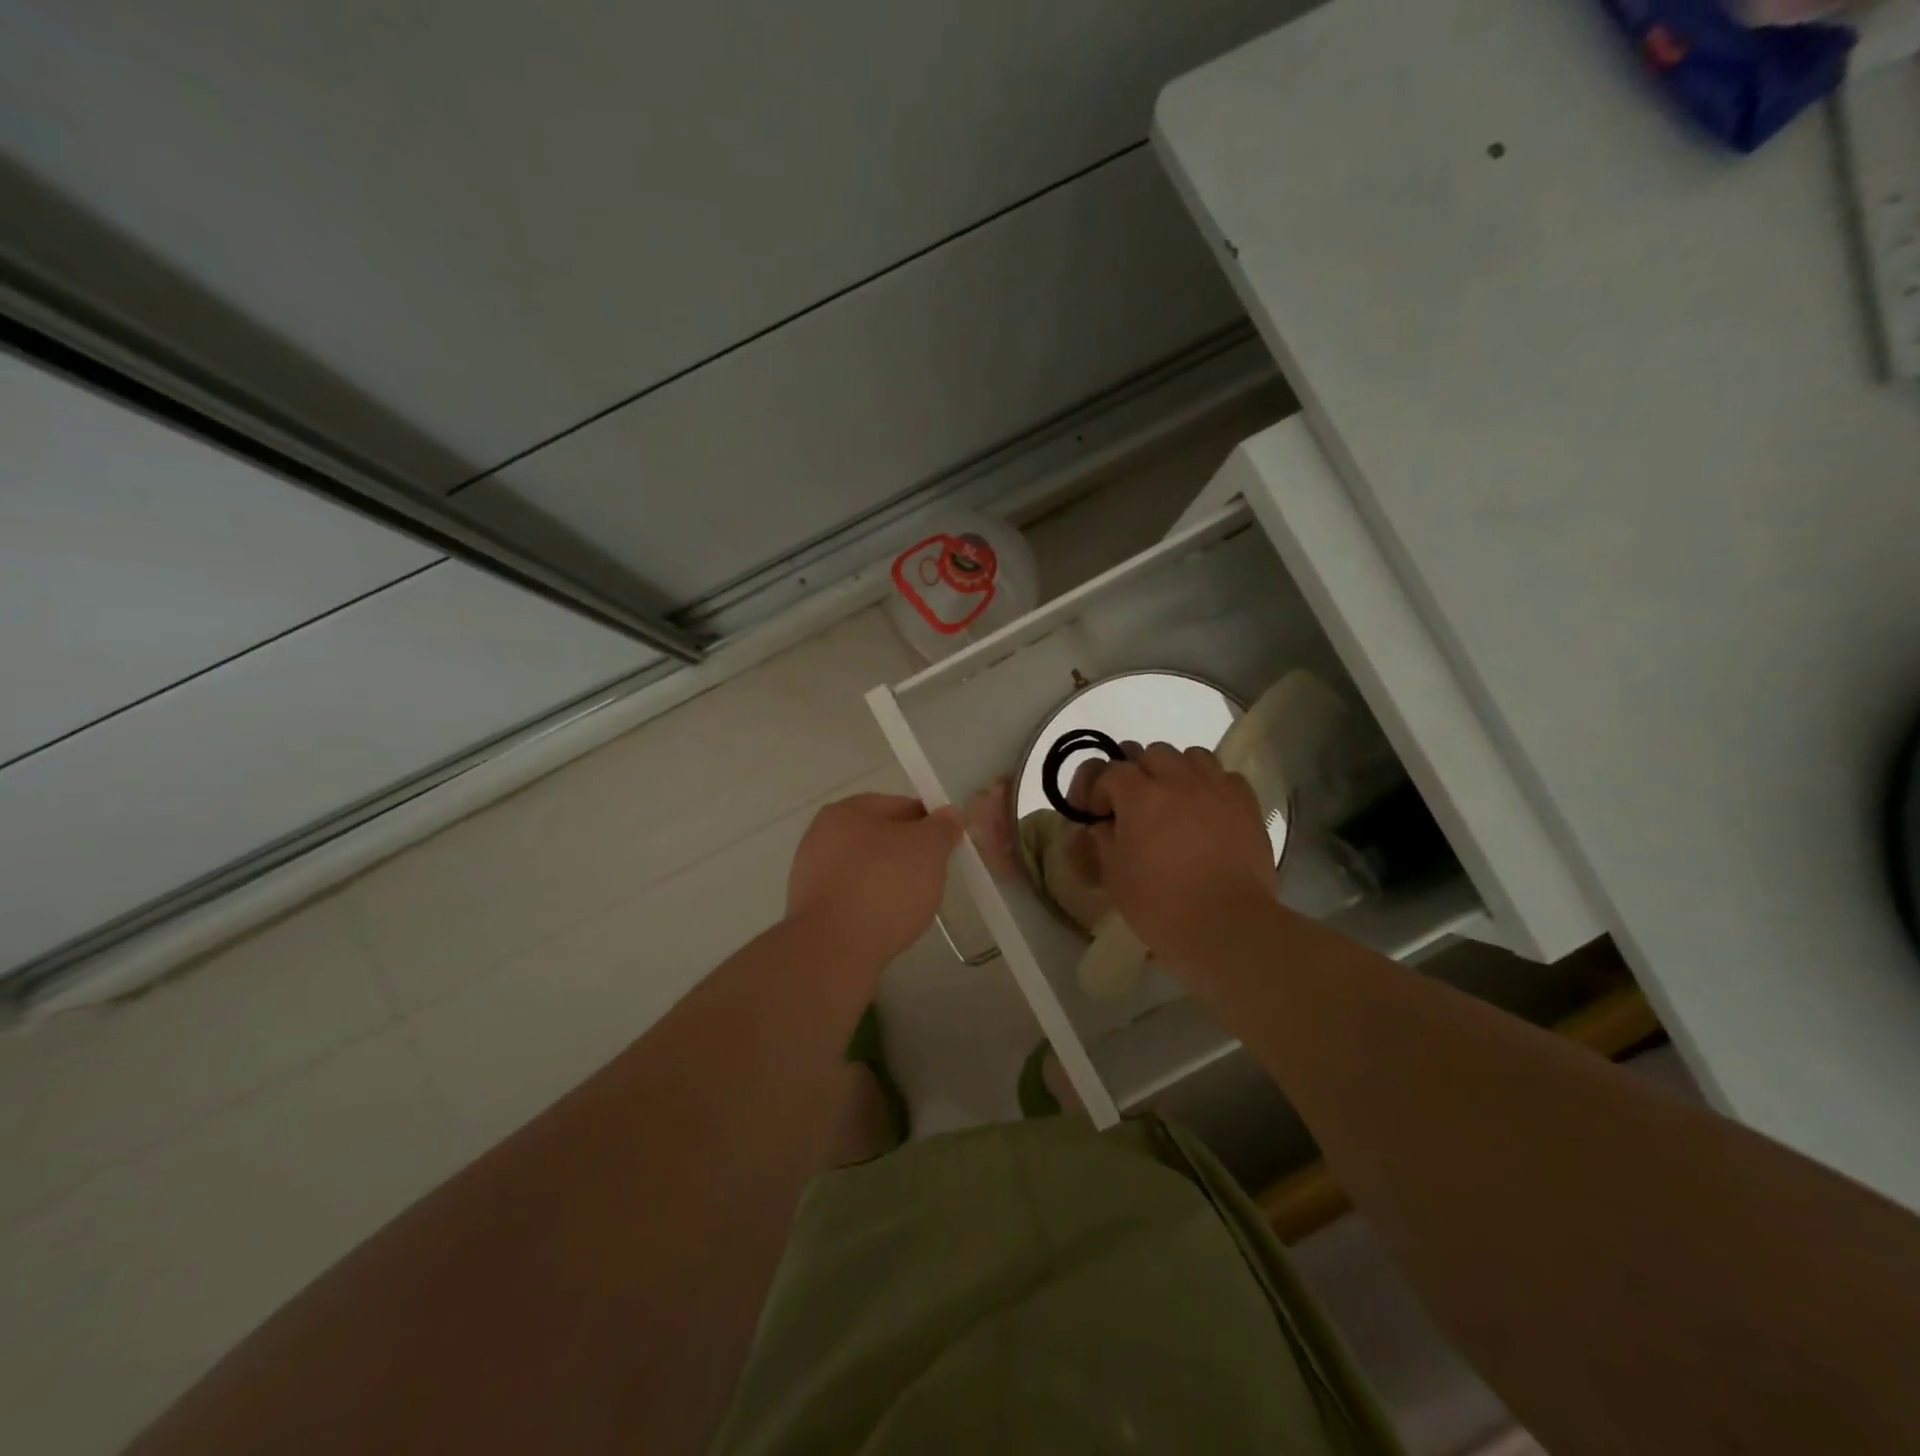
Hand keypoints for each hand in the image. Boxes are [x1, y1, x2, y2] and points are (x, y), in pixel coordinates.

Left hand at [787, 793, 962, 967]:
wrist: (833, 951)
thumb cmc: (883, 887)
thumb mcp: (927, 849)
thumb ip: (942, 828)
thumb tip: (948, 814)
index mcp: (846, 811)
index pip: (898, 805)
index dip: (928, 822)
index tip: (948, 845)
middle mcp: (821, 837)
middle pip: (880, 839)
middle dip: (909, 855)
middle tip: (934, 876)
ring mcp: (812, 876)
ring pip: (867, 871)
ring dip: (891, 883)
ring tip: (914, 905)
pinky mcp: (812, 912)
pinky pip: (854, 900)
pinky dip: (873, 907)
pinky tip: (889, 924)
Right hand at [1086, 744, 1274, 971]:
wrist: (1228, 927)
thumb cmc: (1162, 905)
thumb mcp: (1115, 875)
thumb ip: (1103, 840)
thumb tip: (1102, 824)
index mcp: (1140, 796)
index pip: (1110, 770)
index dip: (1097, 789)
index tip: (1094, 814)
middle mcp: (1179, 780)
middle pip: (1151, 753)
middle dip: (1137, 773)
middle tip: (1134, 806)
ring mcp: (1217, 789)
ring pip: (1191, 756)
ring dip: (1176, 771)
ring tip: (1174, 801)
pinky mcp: (1246, 804)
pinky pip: (1225, 776)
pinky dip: (1211, 785)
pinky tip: (1207, 810)